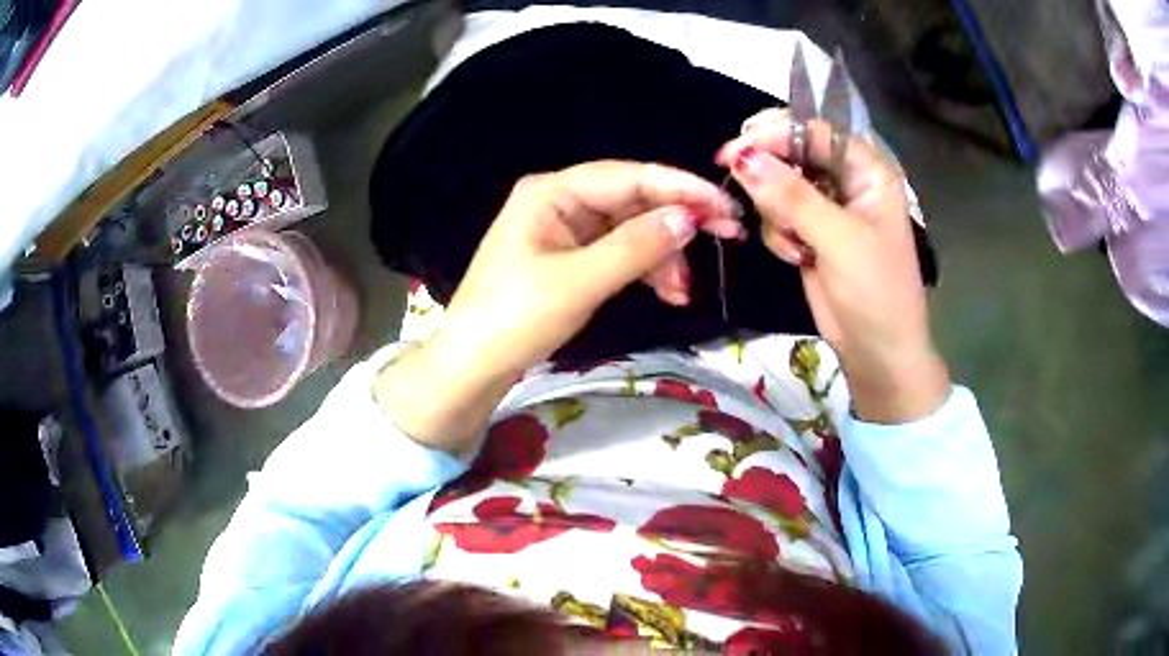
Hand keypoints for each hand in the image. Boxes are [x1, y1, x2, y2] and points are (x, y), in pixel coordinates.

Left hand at [442, 160, 742, 376]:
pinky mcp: (571, 258)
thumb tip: (689, 218)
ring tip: (685, 291)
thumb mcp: (579, 283)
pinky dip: (646, 270)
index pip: (629, 176)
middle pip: (634, 200)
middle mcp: (560, 201)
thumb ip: (636, 247)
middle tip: (728, 238)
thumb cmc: (515, 318)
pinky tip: (669, 292)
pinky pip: (619, 252)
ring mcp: (566, 230)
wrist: (473, 365)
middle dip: (678, 223)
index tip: (725, 208)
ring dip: (664, 255)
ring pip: (632, 229)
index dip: (681, 188)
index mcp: (552, 192)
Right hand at [717, 110, 949, 422]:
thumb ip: (792, 196)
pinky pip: (777, 214)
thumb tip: (742, 157)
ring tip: (796, 245)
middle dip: (769, 169)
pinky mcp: (810, 233)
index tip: (733, 151)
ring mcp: (827, 207)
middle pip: (794, 150)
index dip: (776, 134)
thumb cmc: (876, 294)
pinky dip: (778, 234)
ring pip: (779, 183)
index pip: (816, 131)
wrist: (878, 354)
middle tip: (737, 176)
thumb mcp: (839, 241)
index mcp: (868, 171)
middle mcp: (847, 181)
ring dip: (775, 211)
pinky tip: (797, 258)